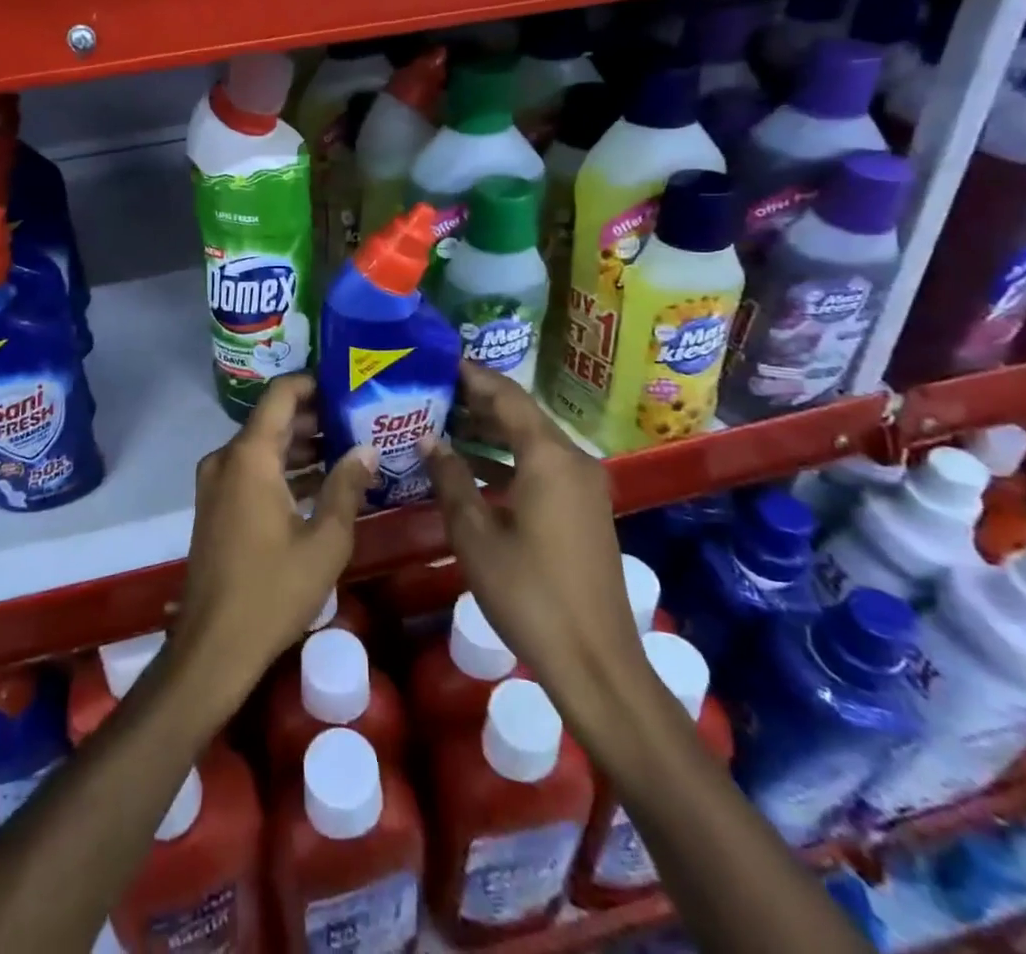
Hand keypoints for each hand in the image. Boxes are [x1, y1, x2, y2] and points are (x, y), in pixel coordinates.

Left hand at [170, 375, 376, 713]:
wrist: (214, 646)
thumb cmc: (273, 590)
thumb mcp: (325, 541)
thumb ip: (347, 487)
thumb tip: (368, 449)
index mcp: (250, 456)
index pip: (282, 395)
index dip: (315, 383)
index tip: (350, 384)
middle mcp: (227, 458)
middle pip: (273, 419)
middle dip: (316, 417)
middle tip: (362, 418)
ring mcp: (216, 482)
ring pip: (264, 446)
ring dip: (302, 445)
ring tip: (351, 447)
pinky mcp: (216, 504)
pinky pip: (253, 470)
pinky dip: (284, 470)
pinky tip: (323, 482)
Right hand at [420, 363, 651, 746]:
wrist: (597, 663)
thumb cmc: (529, 594)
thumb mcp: (475, 535)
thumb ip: (450, 479)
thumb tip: (428, 440)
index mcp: (550, 457)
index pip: (507, 396)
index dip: (472, 376)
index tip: (438, 361)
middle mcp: (573, 460)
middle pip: (522, 414)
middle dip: (477, 401)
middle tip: (432, 391)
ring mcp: (584, 487)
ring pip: (532, 441)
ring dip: (491, 431)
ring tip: (443, 423)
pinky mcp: (584, 510)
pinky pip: (542, 466)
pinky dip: (508, 459)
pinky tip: (472, 467)